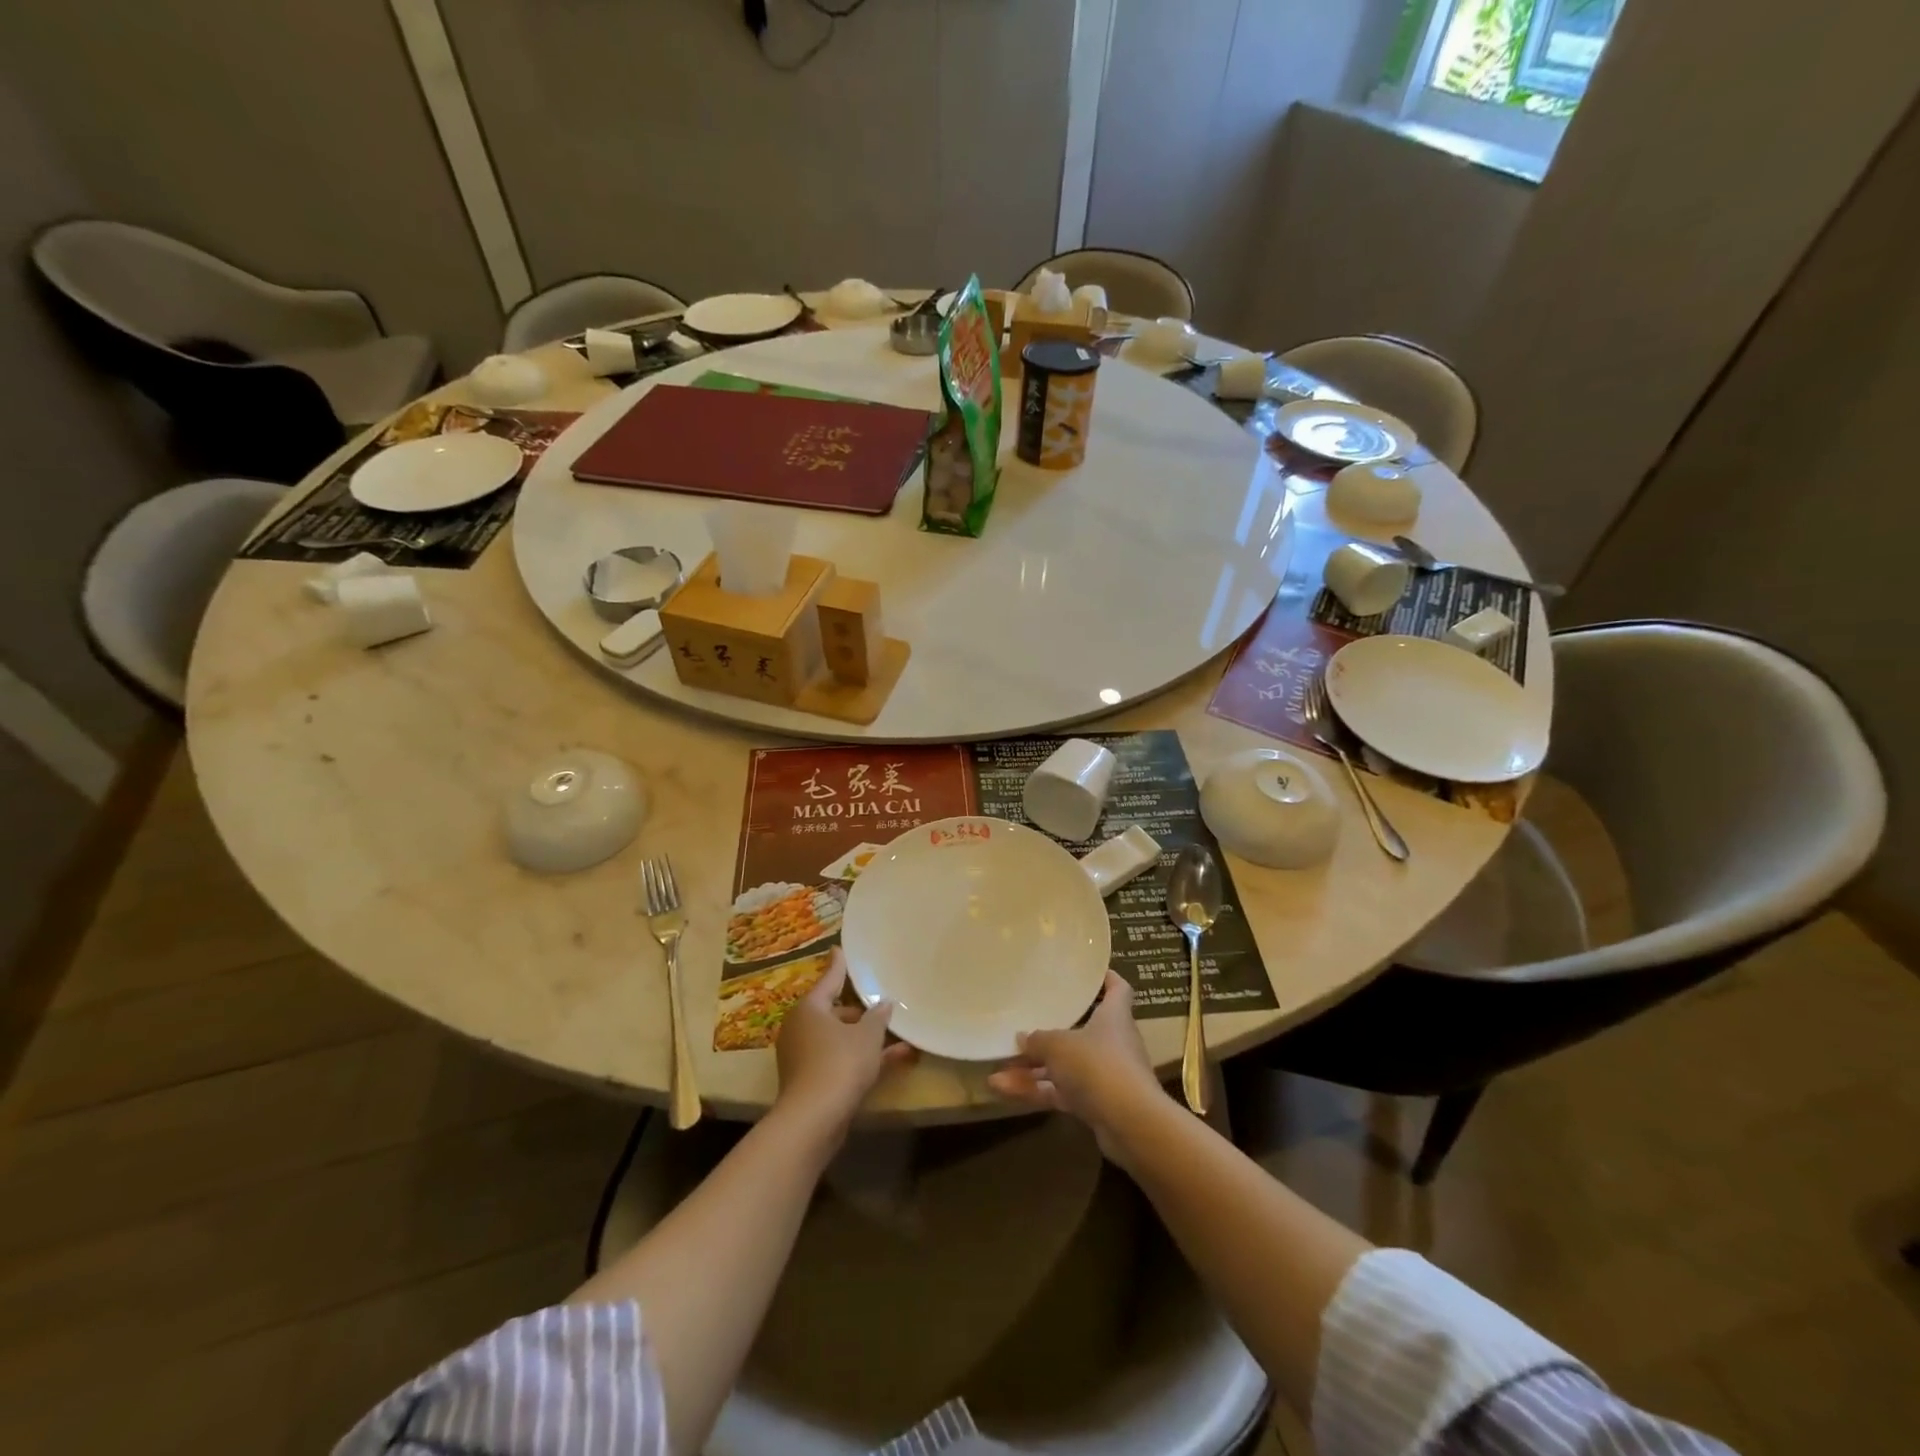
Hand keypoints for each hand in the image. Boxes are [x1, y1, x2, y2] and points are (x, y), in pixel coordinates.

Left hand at [773, 951, 914, 1141]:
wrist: (814, 1119)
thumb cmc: (840, 1062)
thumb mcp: (867, 1036)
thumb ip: (878, 1016)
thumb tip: (884, 1003)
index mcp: (810, 1008)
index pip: (829, 979)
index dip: (838, 965)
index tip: (839, 949)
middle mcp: (802, 1028)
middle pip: (835, 1012)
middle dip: (861, 1012)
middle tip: (882, 1005)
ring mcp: (804, 1057)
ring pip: (840, 1039)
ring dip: (867, 1038)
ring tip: (899, 1035)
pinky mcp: (811, 1081)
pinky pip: (841, 1060)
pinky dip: (863, 1059)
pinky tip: (898, 1059)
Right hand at [988, 971, 1163, 1161]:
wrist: (1130, 1124)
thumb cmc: (1098, 1065)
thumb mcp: (1059, 1045)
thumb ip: (1038, 1040)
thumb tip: (1023, 1037)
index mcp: (1114, 1016)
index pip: (1118, 989)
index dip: (1106, 978)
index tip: (1088, 971)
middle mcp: (1113, 1042)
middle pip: (1083, 1030)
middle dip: (1052, 1031)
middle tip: (1025, 1022)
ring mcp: (1105, 1076)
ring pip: (1065, 1066)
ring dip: (1033, 1069)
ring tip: (997, 1070)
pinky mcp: (1096, 1104)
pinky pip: (1061, 1092)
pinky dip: (1036, 1091)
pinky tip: (1002, 1091)